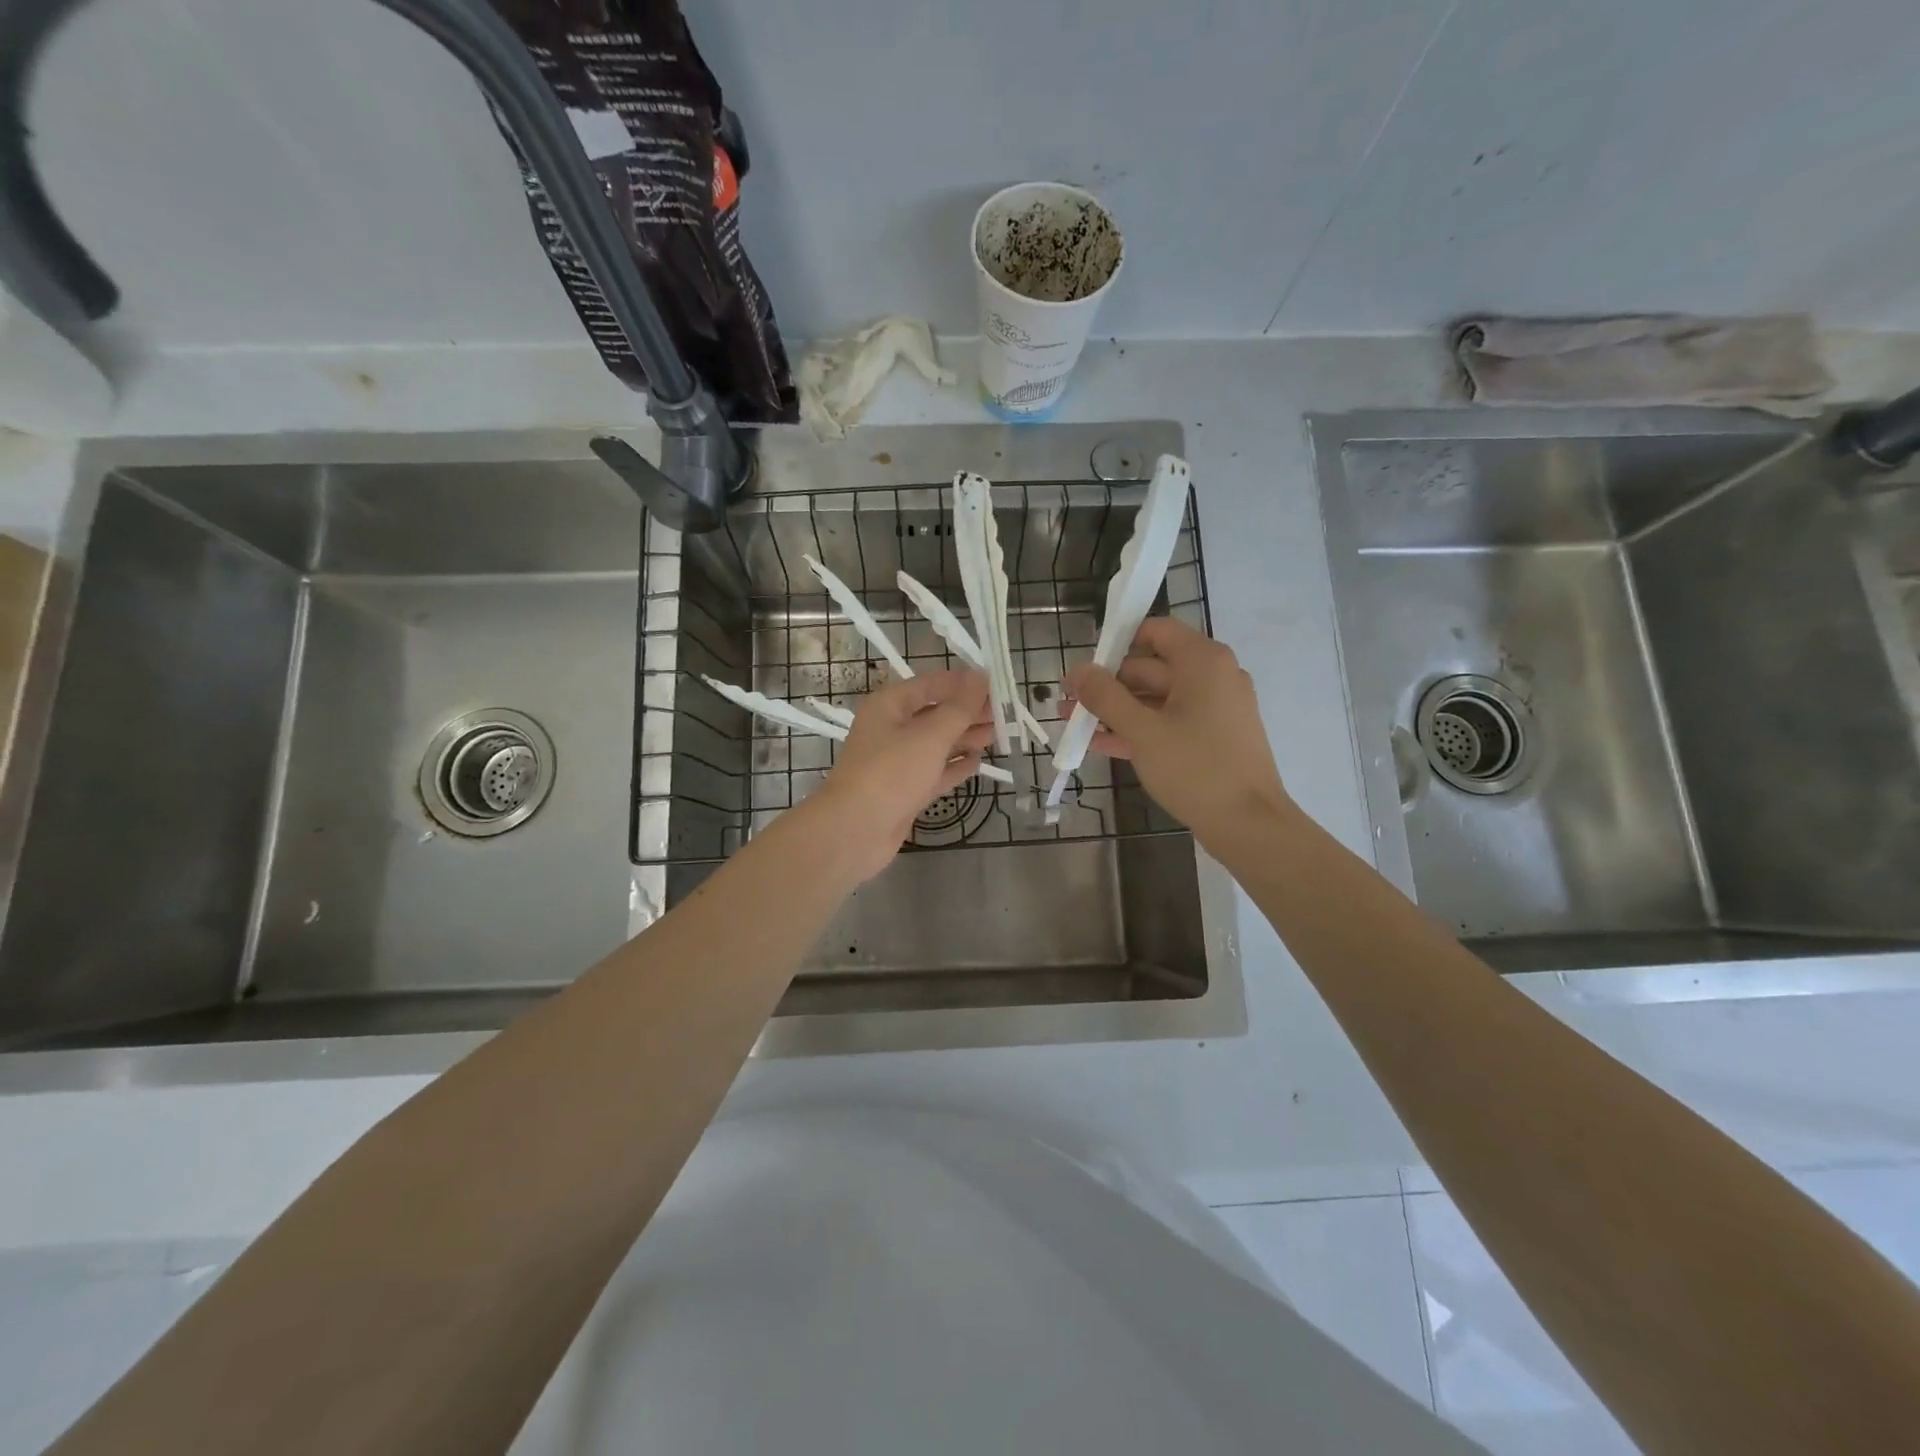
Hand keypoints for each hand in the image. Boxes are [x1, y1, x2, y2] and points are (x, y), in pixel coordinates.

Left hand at [806, 669, 993, 880]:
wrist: (854, 831)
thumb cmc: (891, 773)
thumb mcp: (929, 736)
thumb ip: (959, 708)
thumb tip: (980, 677)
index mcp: (890, 705)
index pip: (932, 684)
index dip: (964, 683)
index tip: (998, 685)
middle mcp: (892, 729)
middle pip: (936, 713)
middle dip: (969, 712)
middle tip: (1006, 713)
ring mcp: (898, 762)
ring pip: (937, 743)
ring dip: (966, 737)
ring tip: (999, 734)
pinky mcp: (905, 790)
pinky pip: (935, 771)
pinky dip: (955, 766)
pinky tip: (978, 763)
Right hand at [1064, 618, 1291, 848]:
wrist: (1249, 825)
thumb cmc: (1196, 769)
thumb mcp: (1143, 731)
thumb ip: (1106, 697)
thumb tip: (1078, 670)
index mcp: (1203, 662)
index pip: (1156, 631)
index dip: (1118, 642)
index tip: (1086, 664)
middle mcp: (1213, 677)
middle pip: (1151, 667)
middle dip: (1107, 684)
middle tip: (1068, 700)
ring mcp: (1215, 709)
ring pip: (1156, 699)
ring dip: (1115, 710)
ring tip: (1073, 722)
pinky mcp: (1213, 737)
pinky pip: (1169, 722)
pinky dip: (1137, 729)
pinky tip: (1099, 743)